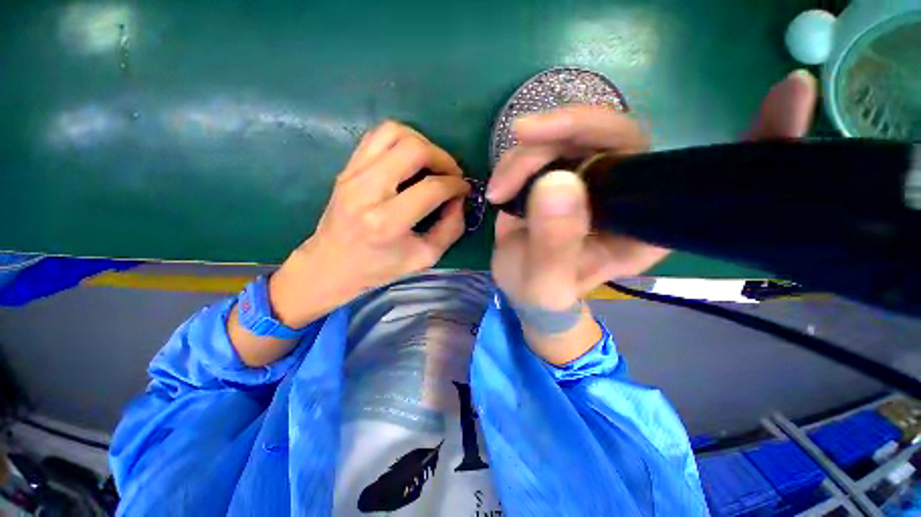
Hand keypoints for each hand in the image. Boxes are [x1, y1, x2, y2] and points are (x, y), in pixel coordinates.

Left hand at [270, 121, 469, 327]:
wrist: (331, 265)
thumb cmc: (379, 268)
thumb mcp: (424, 258)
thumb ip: (450, 228)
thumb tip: (459, 199)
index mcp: (387, 222)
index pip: (432, 188)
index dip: (456, 185)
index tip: (464, 189)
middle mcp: (367, 192)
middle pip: (413, 149)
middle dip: (442, 157)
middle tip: (451, 173)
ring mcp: (352, 175)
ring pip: (393, 132)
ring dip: (422, 143)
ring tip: (432, 163)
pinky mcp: (346, 168)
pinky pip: (376, 136)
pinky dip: (400, 140)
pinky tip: (409, 159)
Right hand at [488, 69, 816, 363]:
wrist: (523, 289)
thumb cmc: (542, 295)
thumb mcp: (545, 281)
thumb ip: (553, 242)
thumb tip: (556, 182)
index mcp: (646, 224)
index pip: (710, 178)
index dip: (758, 138)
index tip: (794, 89)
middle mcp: (629, 192)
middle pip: (614, 134)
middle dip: (563, 130)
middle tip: (521, 136)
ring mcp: (593, 179)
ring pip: (567, 137)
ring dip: (526, 155)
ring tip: (499, 192)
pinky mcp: (561, 173)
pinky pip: (543, 147)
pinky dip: (516, 161)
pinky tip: (500, 187)